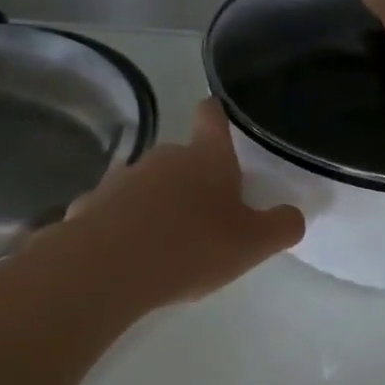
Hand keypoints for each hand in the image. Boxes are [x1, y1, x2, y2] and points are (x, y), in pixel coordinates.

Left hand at [60, 99, 304, 307]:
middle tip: (209, 218)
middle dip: (195, 181)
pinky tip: (130, 257)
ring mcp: (123, 178)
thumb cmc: (191, 247)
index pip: (213, 116)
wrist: (107, 269)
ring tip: (168, 245)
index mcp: (206, 158)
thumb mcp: (252, 244)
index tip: (222, 122)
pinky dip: (126, 227)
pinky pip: (117, 211)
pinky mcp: (91, 204)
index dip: (219, 115)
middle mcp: (164, 157)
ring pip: (150, 185)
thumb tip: (293, 215)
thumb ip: (281, 227)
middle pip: (183, 158)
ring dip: (160, 205)